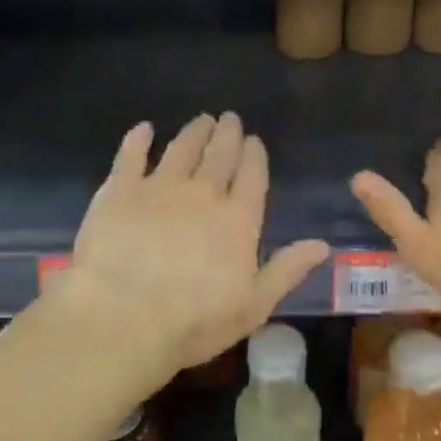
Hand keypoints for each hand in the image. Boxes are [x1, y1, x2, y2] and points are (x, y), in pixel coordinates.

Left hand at [60, 113, 330, 377]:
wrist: (125, 317)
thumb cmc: (195, 321)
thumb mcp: (253, 305)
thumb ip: (286, 270)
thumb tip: (321, 245)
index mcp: (238, 219)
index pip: (252, 176)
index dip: (254, 156)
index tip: (254, 140)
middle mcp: (202, 193)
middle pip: (219, 155)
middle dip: (227, 135)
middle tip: (230, 119)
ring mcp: (159, 187)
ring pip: (181, 149)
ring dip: (193, 132)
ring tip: (201, 121)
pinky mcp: (119, 191)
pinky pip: (130, 156)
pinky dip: (138, 140)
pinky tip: (144, 129)